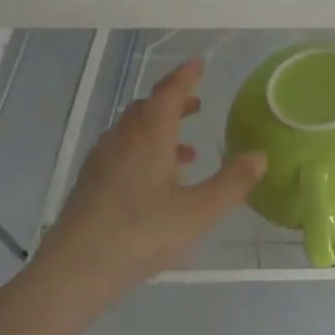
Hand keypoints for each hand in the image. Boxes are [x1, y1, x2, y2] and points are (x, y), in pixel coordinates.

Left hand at [30, 59, 264, 309]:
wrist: (75, 271)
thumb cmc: (142, 234)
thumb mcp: (200, 211)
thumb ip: (232, 182)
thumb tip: (259, 155)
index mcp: (149, 137)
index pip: (167, 94)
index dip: (185, 77)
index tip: (198, 63)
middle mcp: (122, 142)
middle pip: (145, 109)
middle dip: (172, 102)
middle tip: (197, 104)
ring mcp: (101, 163)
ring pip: (131, 133)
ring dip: (159, 130)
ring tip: (188, 150)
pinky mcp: (91, 186)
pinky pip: (122, 153)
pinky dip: (145, 152)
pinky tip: (160, 182)